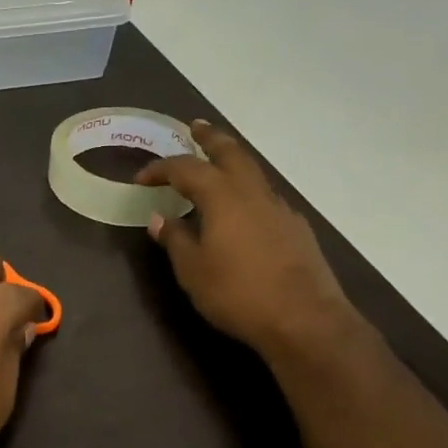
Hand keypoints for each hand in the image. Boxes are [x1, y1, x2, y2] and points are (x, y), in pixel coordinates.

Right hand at [137, 119, 361, 362]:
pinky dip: (248, 192)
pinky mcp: (296, 229)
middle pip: (231, 153)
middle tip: (195, 127)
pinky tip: (242, 212)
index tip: (142, 177)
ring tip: (216, 166)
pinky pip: (266, 198)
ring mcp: (280, 209)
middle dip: (210, 138)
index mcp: (223, 197)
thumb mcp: (193, 270)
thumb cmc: (238, 294)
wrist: (305, 320)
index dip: (161, 168)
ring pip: (253, 173)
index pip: (186, 169)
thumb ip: (176, 240)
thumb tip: (160, 218)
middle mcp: (253, 194)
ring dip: (232, 162)